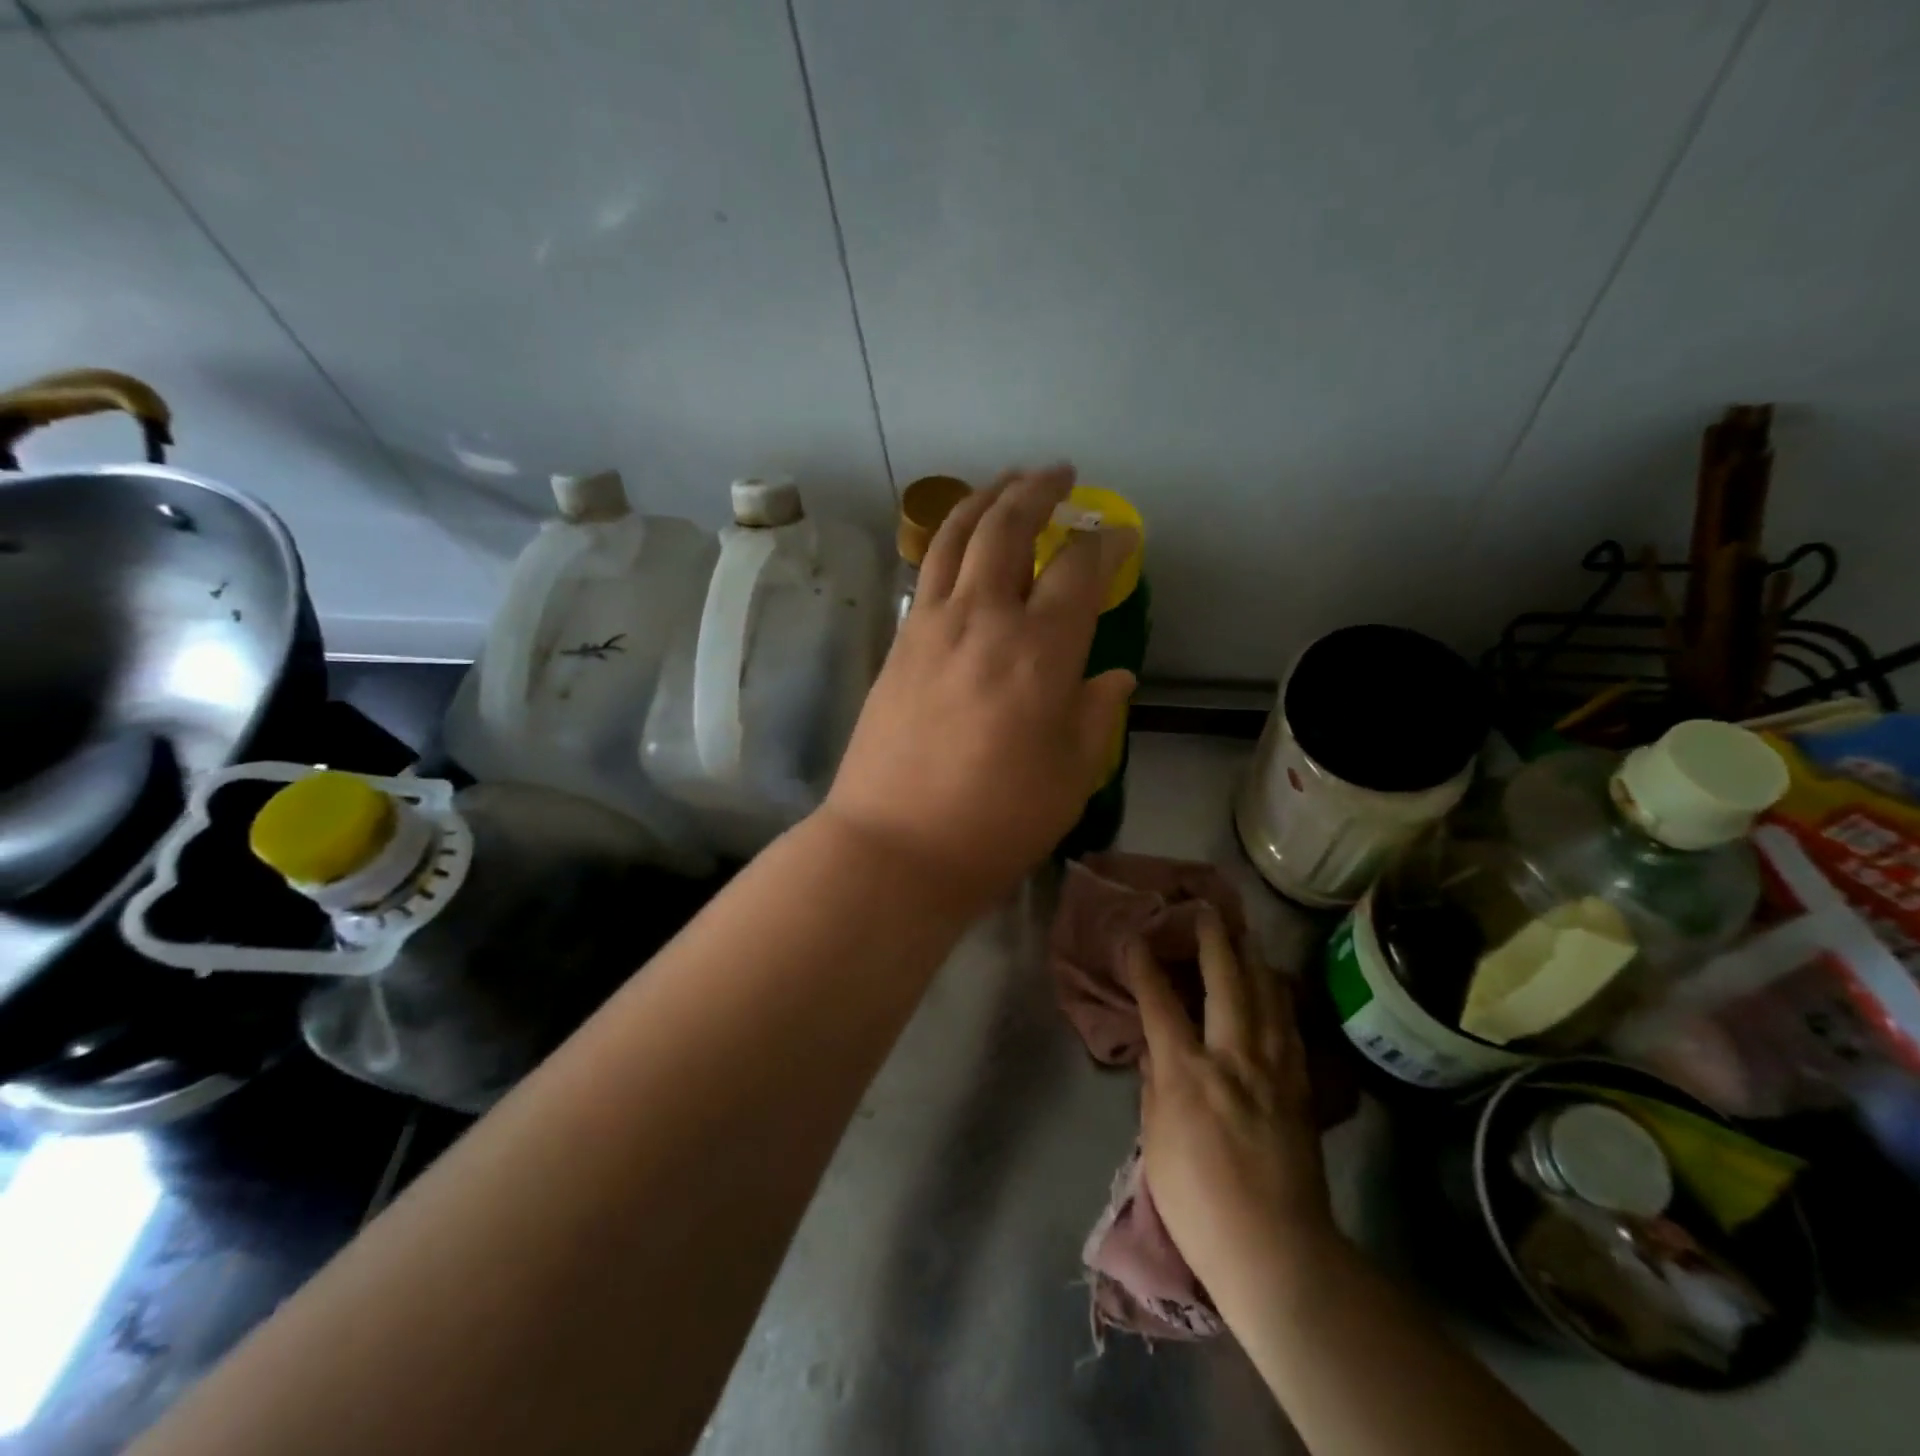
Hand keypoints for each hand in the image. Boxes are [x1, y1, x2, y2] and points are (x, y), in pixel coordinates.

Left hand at [822, 465, 1137, 906]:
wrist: (894, 845)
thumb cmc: (995, 821)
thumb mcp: (1070, 777)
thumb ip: (1095, 715)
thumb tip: (1113, 677)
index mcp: (1039, 652)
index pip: (1078, 570)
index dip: (1105, 544)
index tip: (1120, 534)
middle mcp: (983, 620)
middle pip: (1007, 528)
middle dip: (1037, 491)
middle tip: (1060, 475)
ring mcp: (931, 626)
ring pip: (955, 536)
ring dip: (984, 498)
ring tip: (1007, 481)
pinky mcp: (898, 643)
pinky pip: (927, 571)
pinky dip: (948, 538)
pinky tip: (959, 541)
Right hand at [1123, 911, 1337, 1317]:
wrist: (1276, 1249)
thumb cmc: (1199, 1201)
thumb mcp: (1156, 1142)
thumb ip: (1155, 1086)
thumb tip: (1154, 1051)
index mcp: (1189, 1072)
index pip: (1160, 1003)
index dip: (1144, 966)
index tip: (1134, 936)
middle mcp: (1233, 1057)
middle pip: (1224, 982)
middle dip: (1212, 941)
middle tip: (1205, 910)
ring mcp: (1272, 1069)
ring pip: (1266, 996)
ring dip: (1252, 959)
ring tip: (1244, 933)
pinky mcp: (1299, 1086)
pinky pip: (1289, 1026)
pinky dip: (1279, 997)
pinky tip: (1276, 985)